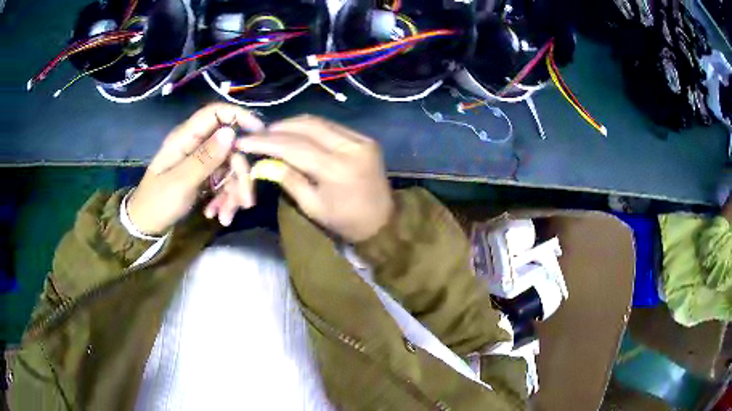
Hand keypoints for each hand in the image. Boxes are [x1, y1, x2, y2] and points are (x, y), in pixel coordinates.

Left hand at [128, 103, 263, 234]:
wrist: (146, 227)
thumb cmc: (157, 203)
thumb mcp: (180, 183)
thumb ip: (205, 158)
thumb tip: (231, 132)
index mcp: (185, 137)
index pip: (215, 113)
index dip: (239, 116)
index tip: (259, 133)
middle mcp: (196, 144)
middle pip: (229, 146)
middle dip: (239, 174)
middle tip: (244, 201)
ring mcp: (201, 161)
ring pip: (230, 166)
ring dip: (233, 192)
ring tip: (225, 216)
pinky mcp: (204, 176)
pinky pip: (224, 181)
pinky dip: (225, 199)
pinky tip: (217, 215)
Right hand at [236, 115, 393, 241]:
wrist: (383, 221)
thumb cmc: (345, 221)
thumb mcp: (312, 206)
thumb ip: (288, 179)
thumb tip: (265, 161)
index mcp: (336, 169)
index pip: (294, 146)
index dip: (266, 142)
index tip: (244, 140)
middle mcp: (350, 147)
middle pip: (307, 126)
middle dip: (279, 127)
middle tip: (258, 134)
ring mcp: (361, 139)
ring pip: (320, 121)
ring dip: (293, 124)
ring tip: (273, 132)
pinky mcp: (366, 138)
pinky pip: (332, 126)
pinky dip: (311, 127)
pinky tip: (296, 132)